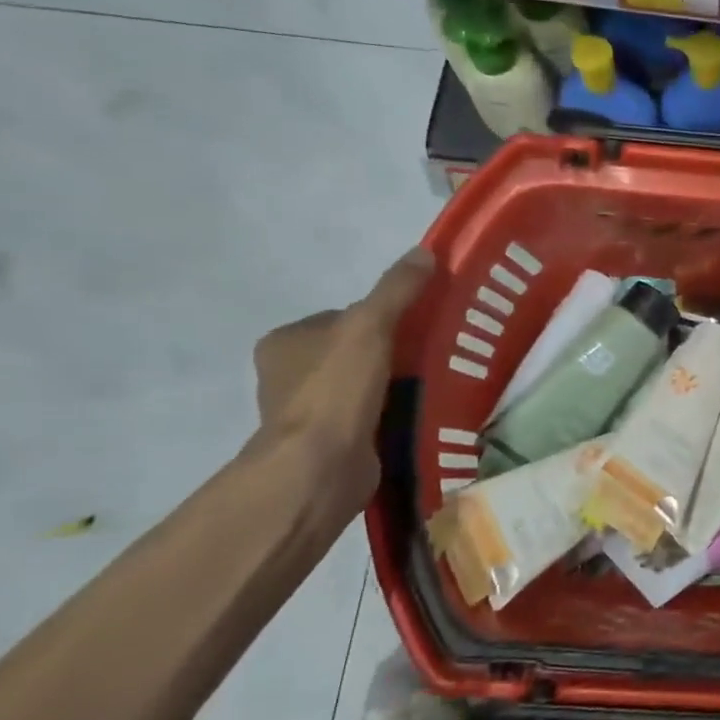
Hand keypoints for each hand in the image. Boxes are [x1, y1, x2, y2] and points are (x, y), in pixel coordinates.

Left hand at [251, 247, 433, 517]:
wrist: (319, 468)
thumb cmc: (336, 389)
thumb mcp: (370, 325)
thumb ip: (397, 289)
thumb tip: (424, 251)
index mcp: (285, 341)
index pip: (343, 317)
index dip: (382, 317)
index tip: (419, 326)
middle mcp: (288, 375)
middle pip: (354, 351)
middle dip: (391, 353)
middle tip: (434, 355)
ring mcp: (307, 413)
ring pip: (363, 386)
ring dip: (394, 386)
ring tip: (434, 385)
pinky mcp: (329, 445)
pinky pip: (369, 418)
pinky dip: (392, 416)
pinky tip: (419, 415)